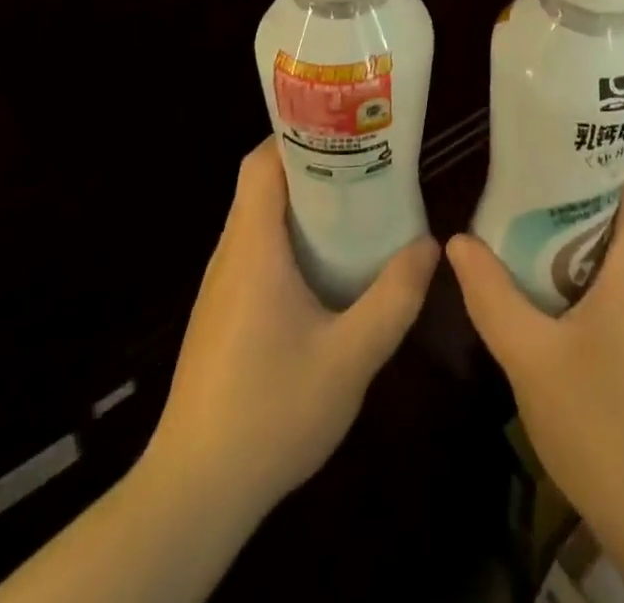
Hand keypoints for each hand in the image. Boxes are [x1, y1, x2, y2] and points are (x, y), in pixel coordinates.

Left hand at [144, 139, 439, 517]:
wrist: (194, 495)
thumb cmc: (270, 413)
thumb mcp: (350, 359)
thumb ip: (394, 298)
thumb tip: (430, 244)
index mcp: (253, 249)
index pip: (262, 163)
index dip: (298, 135)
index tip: (344, 129)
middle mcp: (229, 256)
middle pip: (262, 185)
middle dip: (312, 167)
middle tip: (365, 165)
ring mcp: (220, 288)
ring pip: (258, 221)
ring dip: (302, 206)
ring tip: (355, 207)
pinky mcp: (220, 316)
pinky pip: (255, 254)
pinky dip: (289, 241)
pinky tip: (326, 269)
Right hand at [448, 163, 623, 601]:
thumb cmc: (603, 424)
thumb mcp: (531, 357)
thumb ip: (491, 296)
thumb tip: (457, 241)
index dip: (609, 151)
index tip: (560, 141)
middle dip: (580, 188)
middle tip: (526, 180)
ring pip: (623, 247)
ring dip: (579, 232)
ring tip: (526, 222)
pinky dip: (587, 269)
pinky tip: (546, 287)